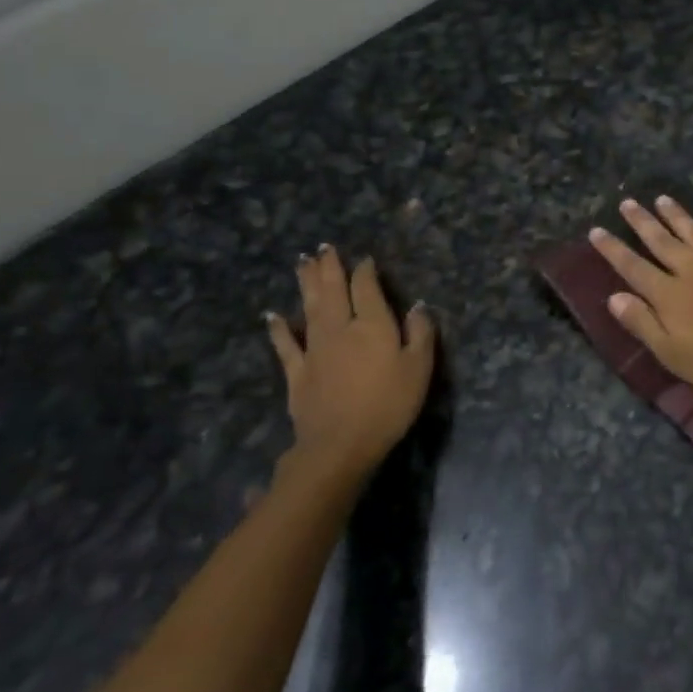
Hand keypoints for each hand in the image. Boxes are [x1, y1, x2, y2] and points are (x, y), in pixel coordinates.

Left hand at [265, 247, 434, 479]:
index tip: (365, 260)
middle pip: (333, 291)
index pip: (367, 288)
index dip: (365, 272)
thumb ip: (420, 334)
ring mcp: (315, 349)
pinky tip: (272, 316)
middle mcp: (340, 328)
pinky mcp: (298, 372)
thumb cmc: (388, 404)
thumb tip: (418, 305)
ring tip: (303, 262)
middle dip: (330, 267)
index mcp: (372, 325)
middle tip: (324, 248)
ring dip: (306, 284)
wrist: (341, 444)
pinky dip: (279, 329)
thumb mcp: (418, 369)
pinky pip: (286, 345)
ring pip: (309, 308)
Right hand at [588, 197, 692, 399]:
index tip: (597, 230)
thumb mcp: (670, 353)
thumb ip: (641, 323)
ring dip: (676, 215)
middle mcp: (691, 269)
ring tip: (662, 199)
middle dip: (642, 221)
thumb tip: (614, 296)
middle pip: (661, 240)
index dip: (613, 248)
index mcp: (668, 294)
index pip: (632, 266)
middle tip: (627, 202)